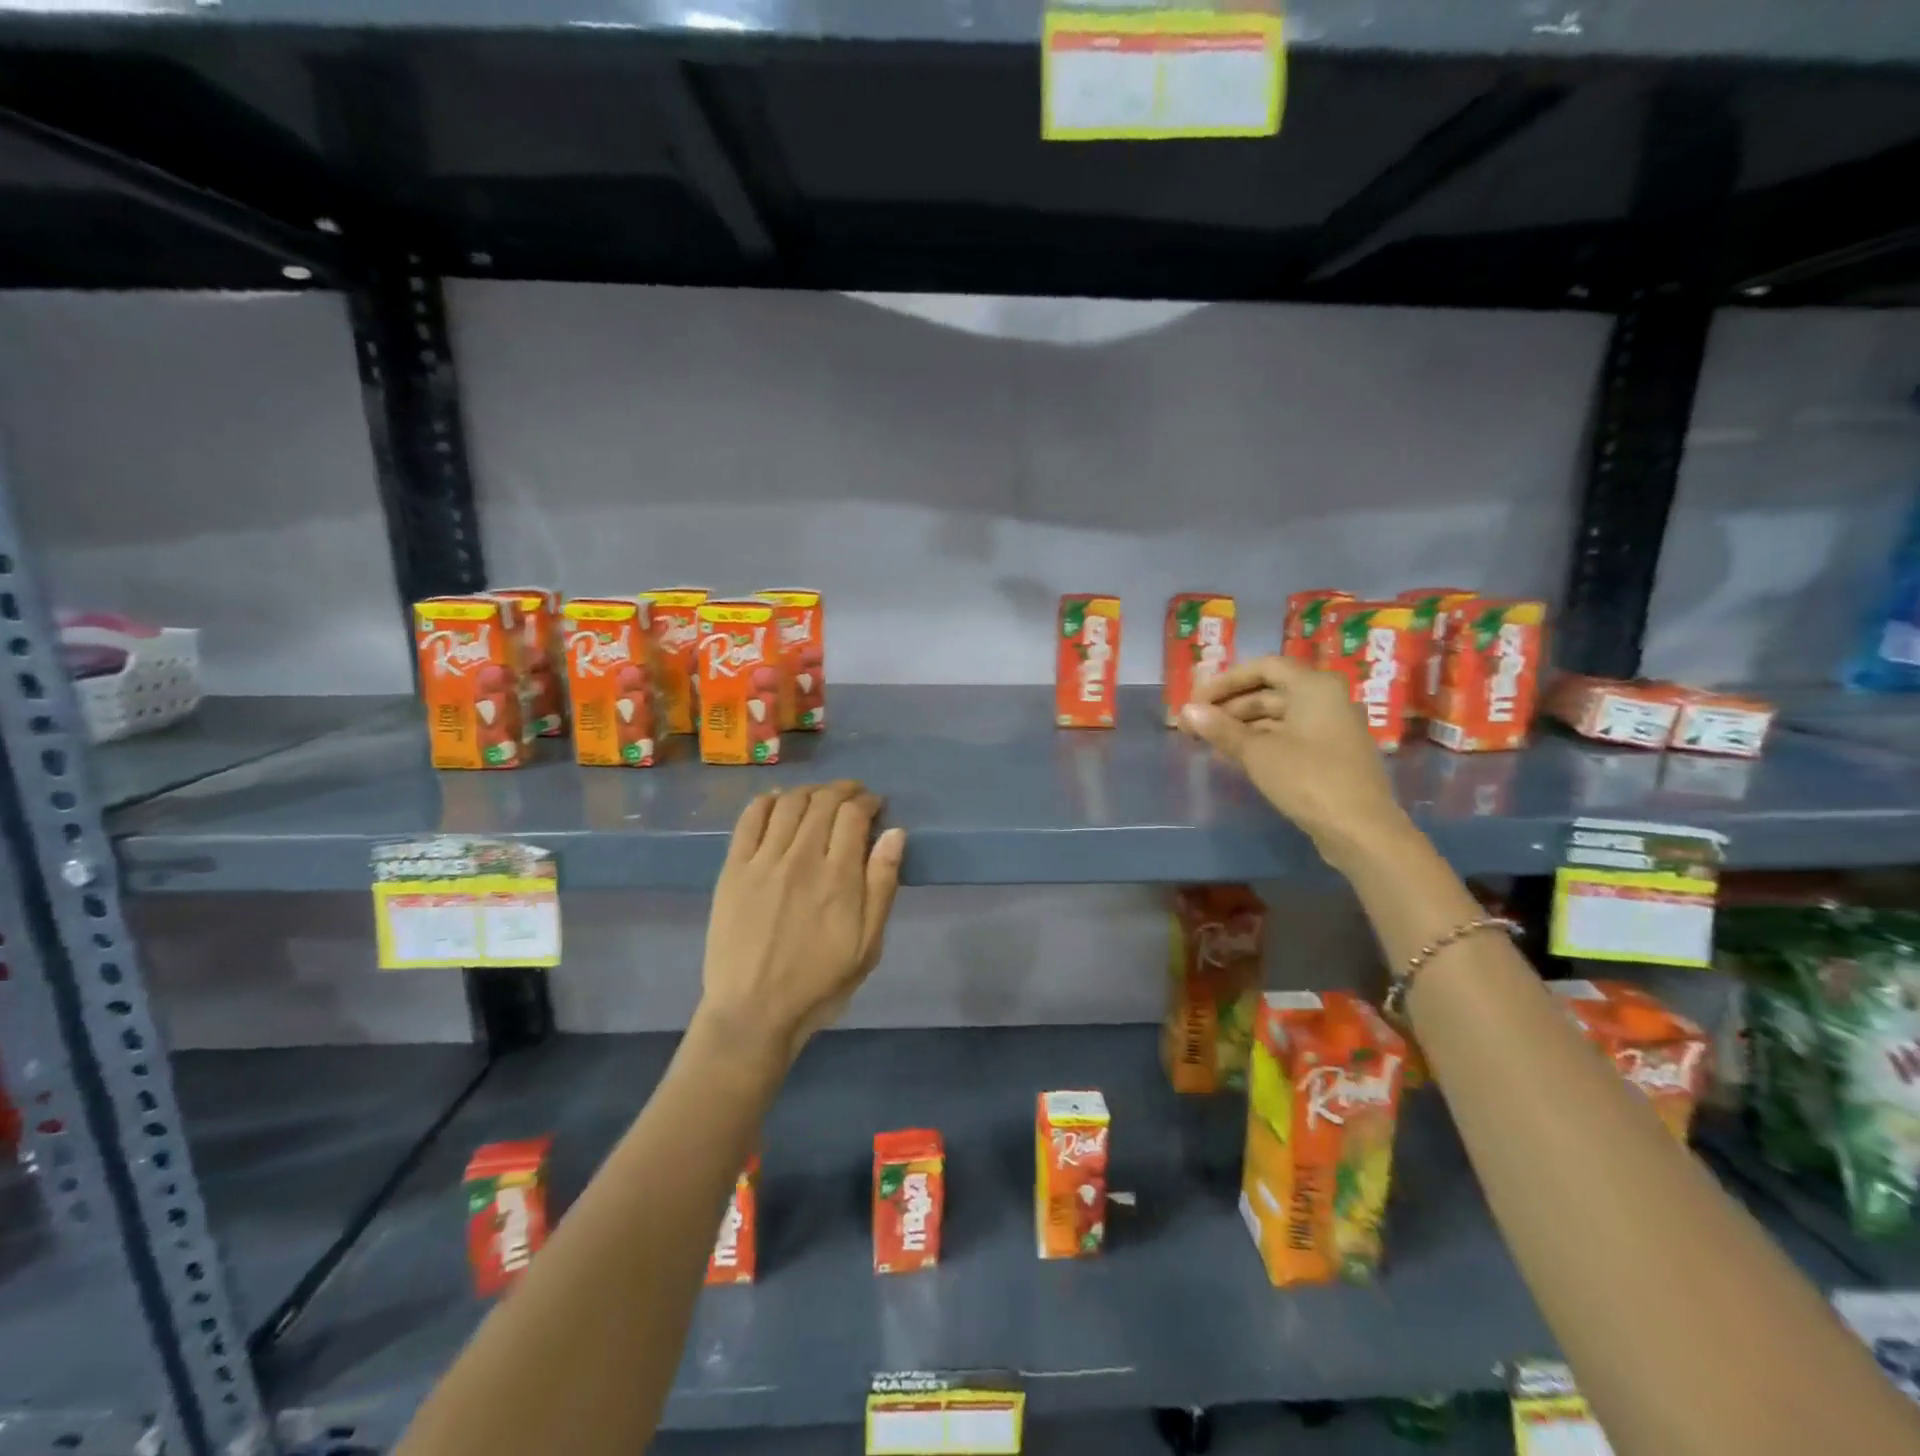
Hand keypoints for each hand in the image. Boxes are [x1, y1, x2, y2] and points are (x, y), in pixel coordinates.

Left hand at [699, 780, 905, 1065]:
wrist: (753, 1012)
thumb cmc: (819, 983)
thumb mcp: (868, 946)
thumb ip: (882, 886)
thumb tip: (895, 833)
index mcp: (838, 877)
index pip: (854, 815)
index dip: (868, 801)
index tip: (875, 804)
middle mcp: (801, 858)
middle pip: (823, 802)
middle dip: (843, 790)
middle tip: (852, 795)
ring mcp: (763, 861)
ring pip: (789, 803)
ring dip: (809, 791)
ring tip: (819, 796)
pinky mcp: (733, 869)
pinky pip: (750, 819)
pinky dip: (767, 801)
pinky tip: (777, 800)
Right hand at [1179, 655, 1408, 860]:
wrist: (1360, 830)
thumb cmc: (1308, 780)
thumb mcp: (1257, 753)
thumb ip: (1221, 729)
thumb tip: (1187, 711)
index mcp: (1314, 687)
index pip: (1263, 667)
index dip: (1226, 681)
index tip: (1196, 700)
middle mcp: (1327, 699)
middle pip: (1270, 691)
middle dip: (1230, 706)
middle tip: (1195, 724)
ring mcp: (1332, 728)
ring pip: (1279, 716)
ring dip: (1242, 725)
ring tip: (1209, 741)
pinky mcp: (1331, 754)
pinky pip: (1290, 735)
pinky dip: (1261, 740)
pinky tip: (1235, 755)